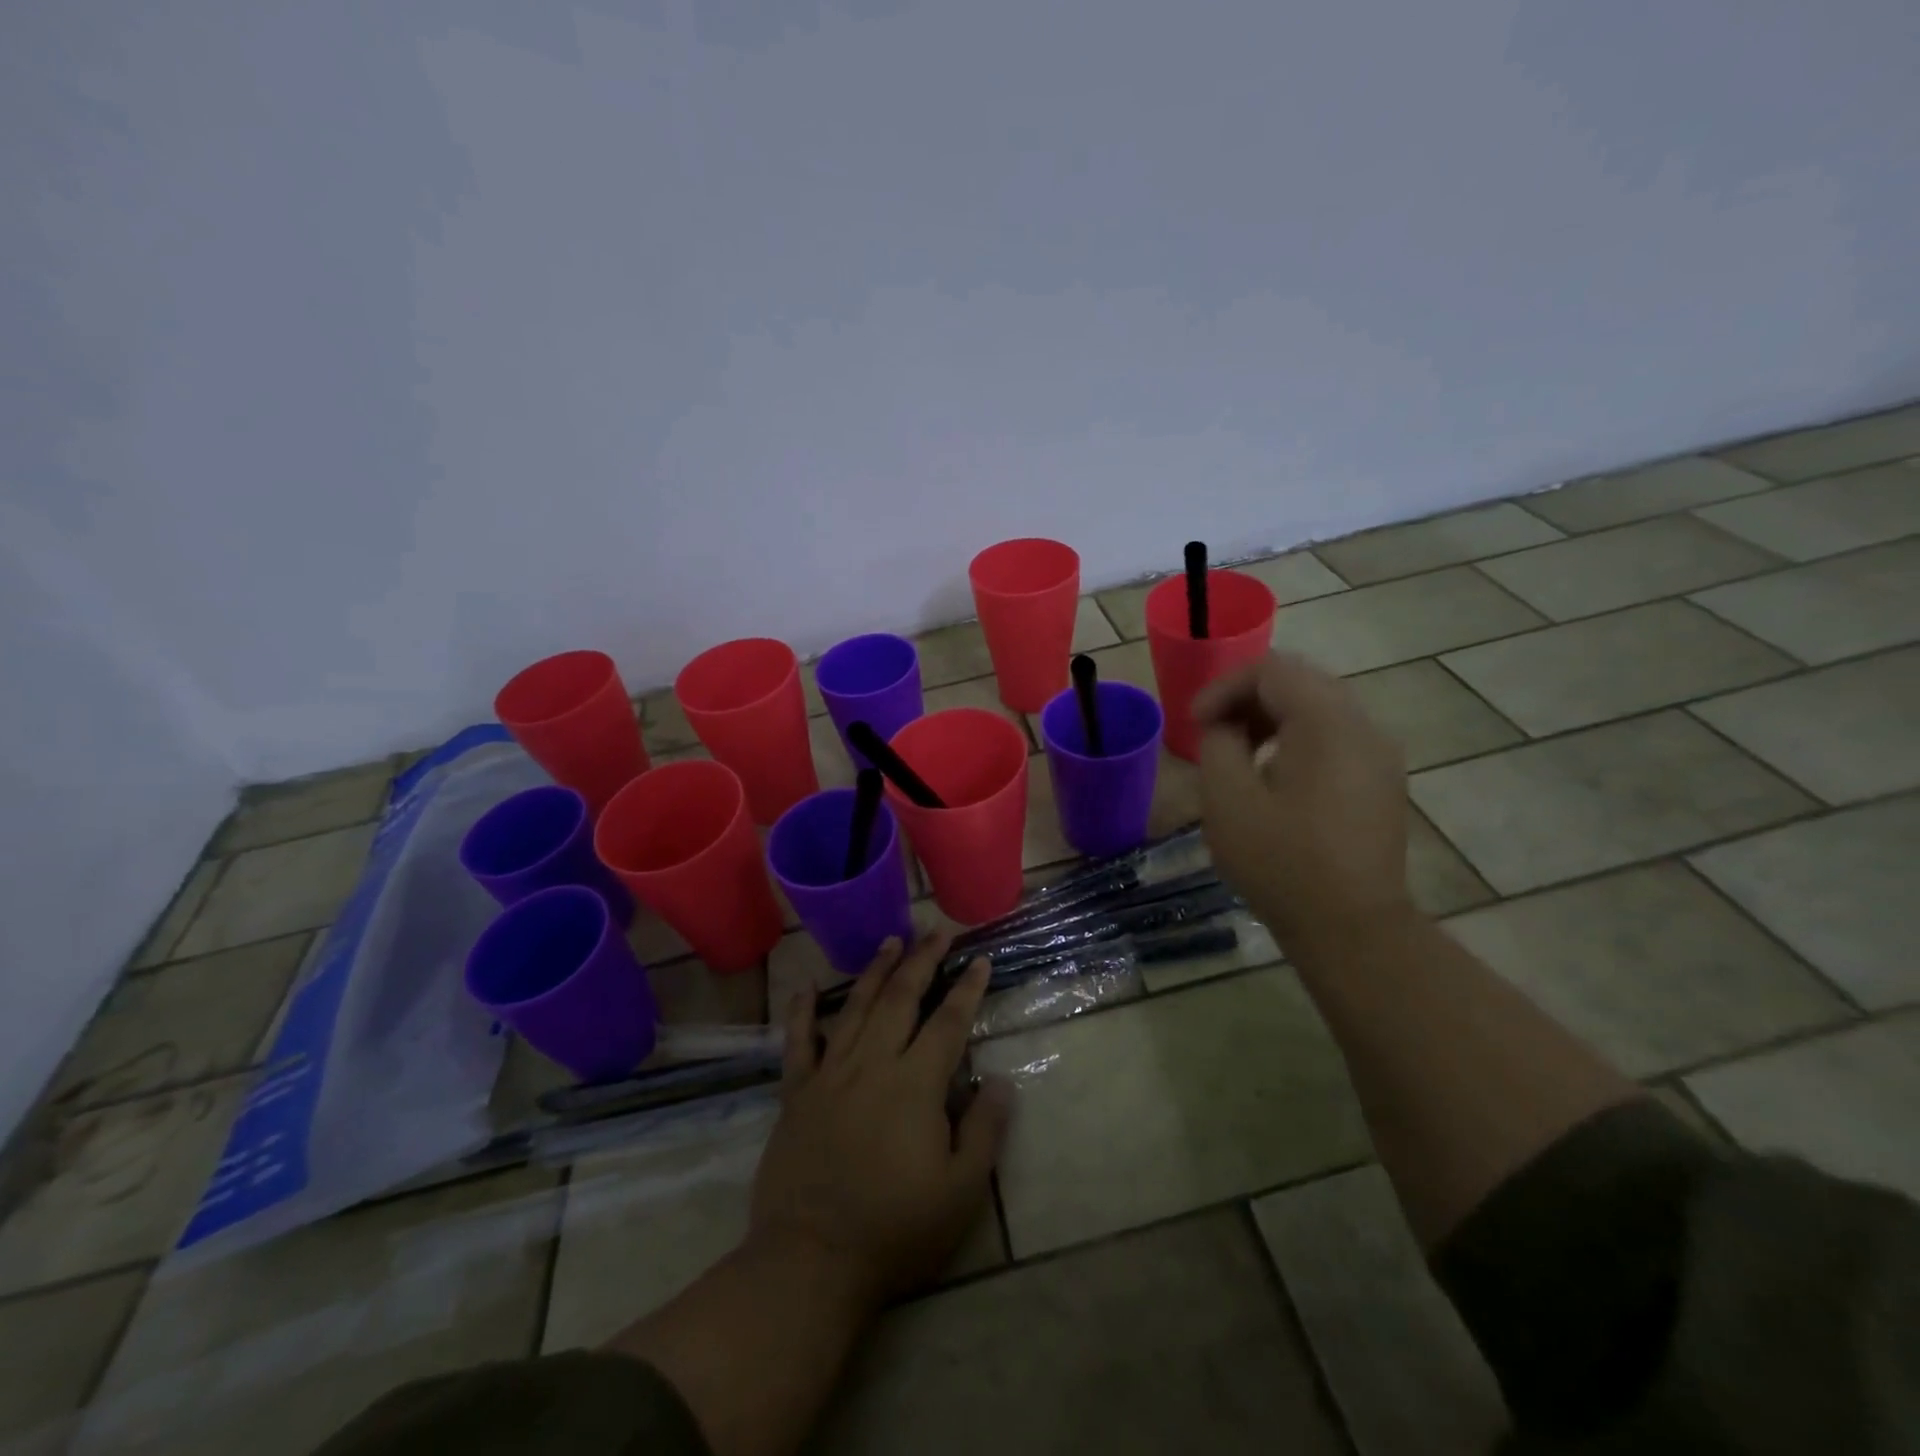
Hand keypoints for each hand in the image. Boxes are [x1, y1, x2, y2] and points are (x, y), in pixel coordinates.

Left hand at [749, 934, 1013, 1308]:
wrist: (811, 1260)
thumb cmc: (895, 1228)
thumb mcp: (961, 1191)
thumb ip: (985, 1130)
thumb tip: (1000, 1080)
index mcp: (915, 1084)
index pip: (948, 1022)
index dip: (966, 989)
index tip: (979, 959)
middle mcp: (872, 1064)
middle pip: (900, 999)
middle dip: (922, 961)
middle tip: (936, 931)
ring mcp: (830, 1074)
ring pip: (854, 1007)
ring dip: (875, 971)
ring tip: (891, 941)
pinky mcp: (796, 1093)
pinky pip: (798, 1042)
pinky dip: (801, 1012)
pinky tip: (805, 988)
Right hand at [1193, 650, 1413, 950]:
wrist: (1351, 927)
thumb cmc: (1281, 862)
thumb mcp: (1227, 800)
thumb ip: (1218, 743)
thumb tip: (1225, 725)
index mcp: (1326, 723)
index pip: (1271, 670)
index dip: (1224, 687)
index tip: (1196, 724)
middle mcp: (1363, 726)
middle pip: (1300, 680)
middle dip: (1248, 697)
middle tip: (1214, 731)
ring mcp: (1380, 754)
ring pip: (1321, 706)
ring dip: (1273, 716)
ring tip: (1239, 751)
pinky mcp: (1382, 780)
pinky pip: (1337, 735)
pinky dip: (1299, 737)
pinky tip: (1276, 776)